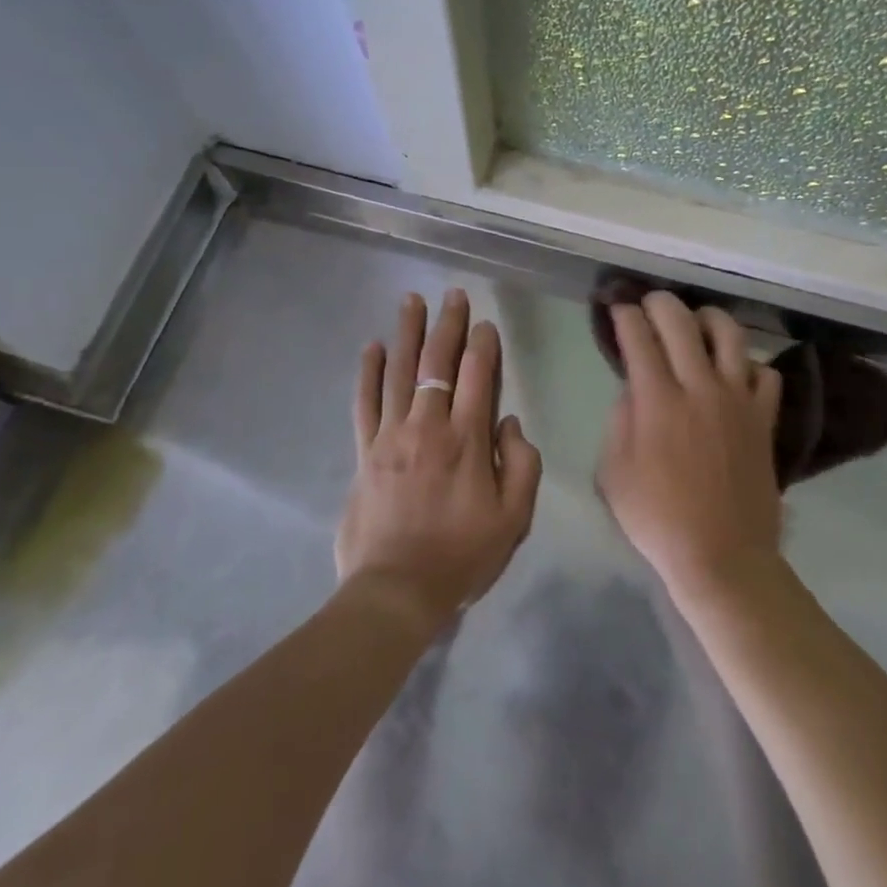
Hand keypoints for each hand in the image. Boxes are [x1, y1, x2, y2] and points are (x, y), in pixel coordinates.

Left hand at [338, 289, 542, 631]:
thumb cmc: (462, 556)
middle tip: (452, 295)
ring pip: (399, 372)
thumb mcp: (514, 519)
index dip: (483, 345)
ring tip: (411, 301)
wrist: (396, 590)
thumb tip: (509, 422)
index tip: (485, 324)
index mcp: (468, 440)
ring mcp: (391, 436)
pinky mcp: (364, 452)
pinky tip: (371, 347)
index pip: (478, 376)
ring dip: (407, 333)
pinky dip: (368, 373)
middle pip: (438, 363)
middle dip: (447, 325)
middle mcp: (428, 427)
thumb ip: (521, 464)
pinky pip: (365, 403)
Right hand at [597, 293, 784, 601]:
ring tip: (696, 323)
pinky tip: (734, 373)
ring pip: (730, 334)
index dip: (624, 315)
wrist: (723, 557)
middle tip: (648, 304)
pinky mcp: (764, 418)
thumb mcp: (613, 473)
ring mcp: (738, 400)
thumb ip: (620, 421)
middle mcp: (700, 387)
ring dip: (707, 319)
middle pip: (681, 322)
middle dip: (659, 303)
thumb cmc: (658, 519)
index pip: (638, 337)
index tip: (617, 308)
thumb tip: (634, 390)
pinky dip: (747, 364)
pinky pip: (765, 373)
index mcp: (657, 401)